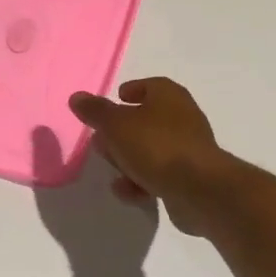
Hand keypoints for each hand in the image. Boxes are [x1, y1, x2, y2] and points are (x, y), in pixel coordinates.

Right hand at [68, 77, 229, 234]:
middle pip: (147, 120)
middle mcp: (182, 118)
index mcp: (169, 97)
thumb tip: (77, 97)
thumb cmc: (156, 146)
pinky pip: (159, 175)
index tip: (116, 99)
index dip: (132, 90)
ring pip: (151, 149)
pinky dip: (141, 181)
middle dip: (122, 131)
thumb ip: (95, 111)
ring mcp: (188, 149)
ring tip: (112, 169)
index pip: (150, 85)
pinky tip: (127, 191)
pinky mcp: (189, 177)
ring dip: (129, 159)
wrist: (198, 189)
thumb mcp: (116, 125)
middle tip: (103, 140)